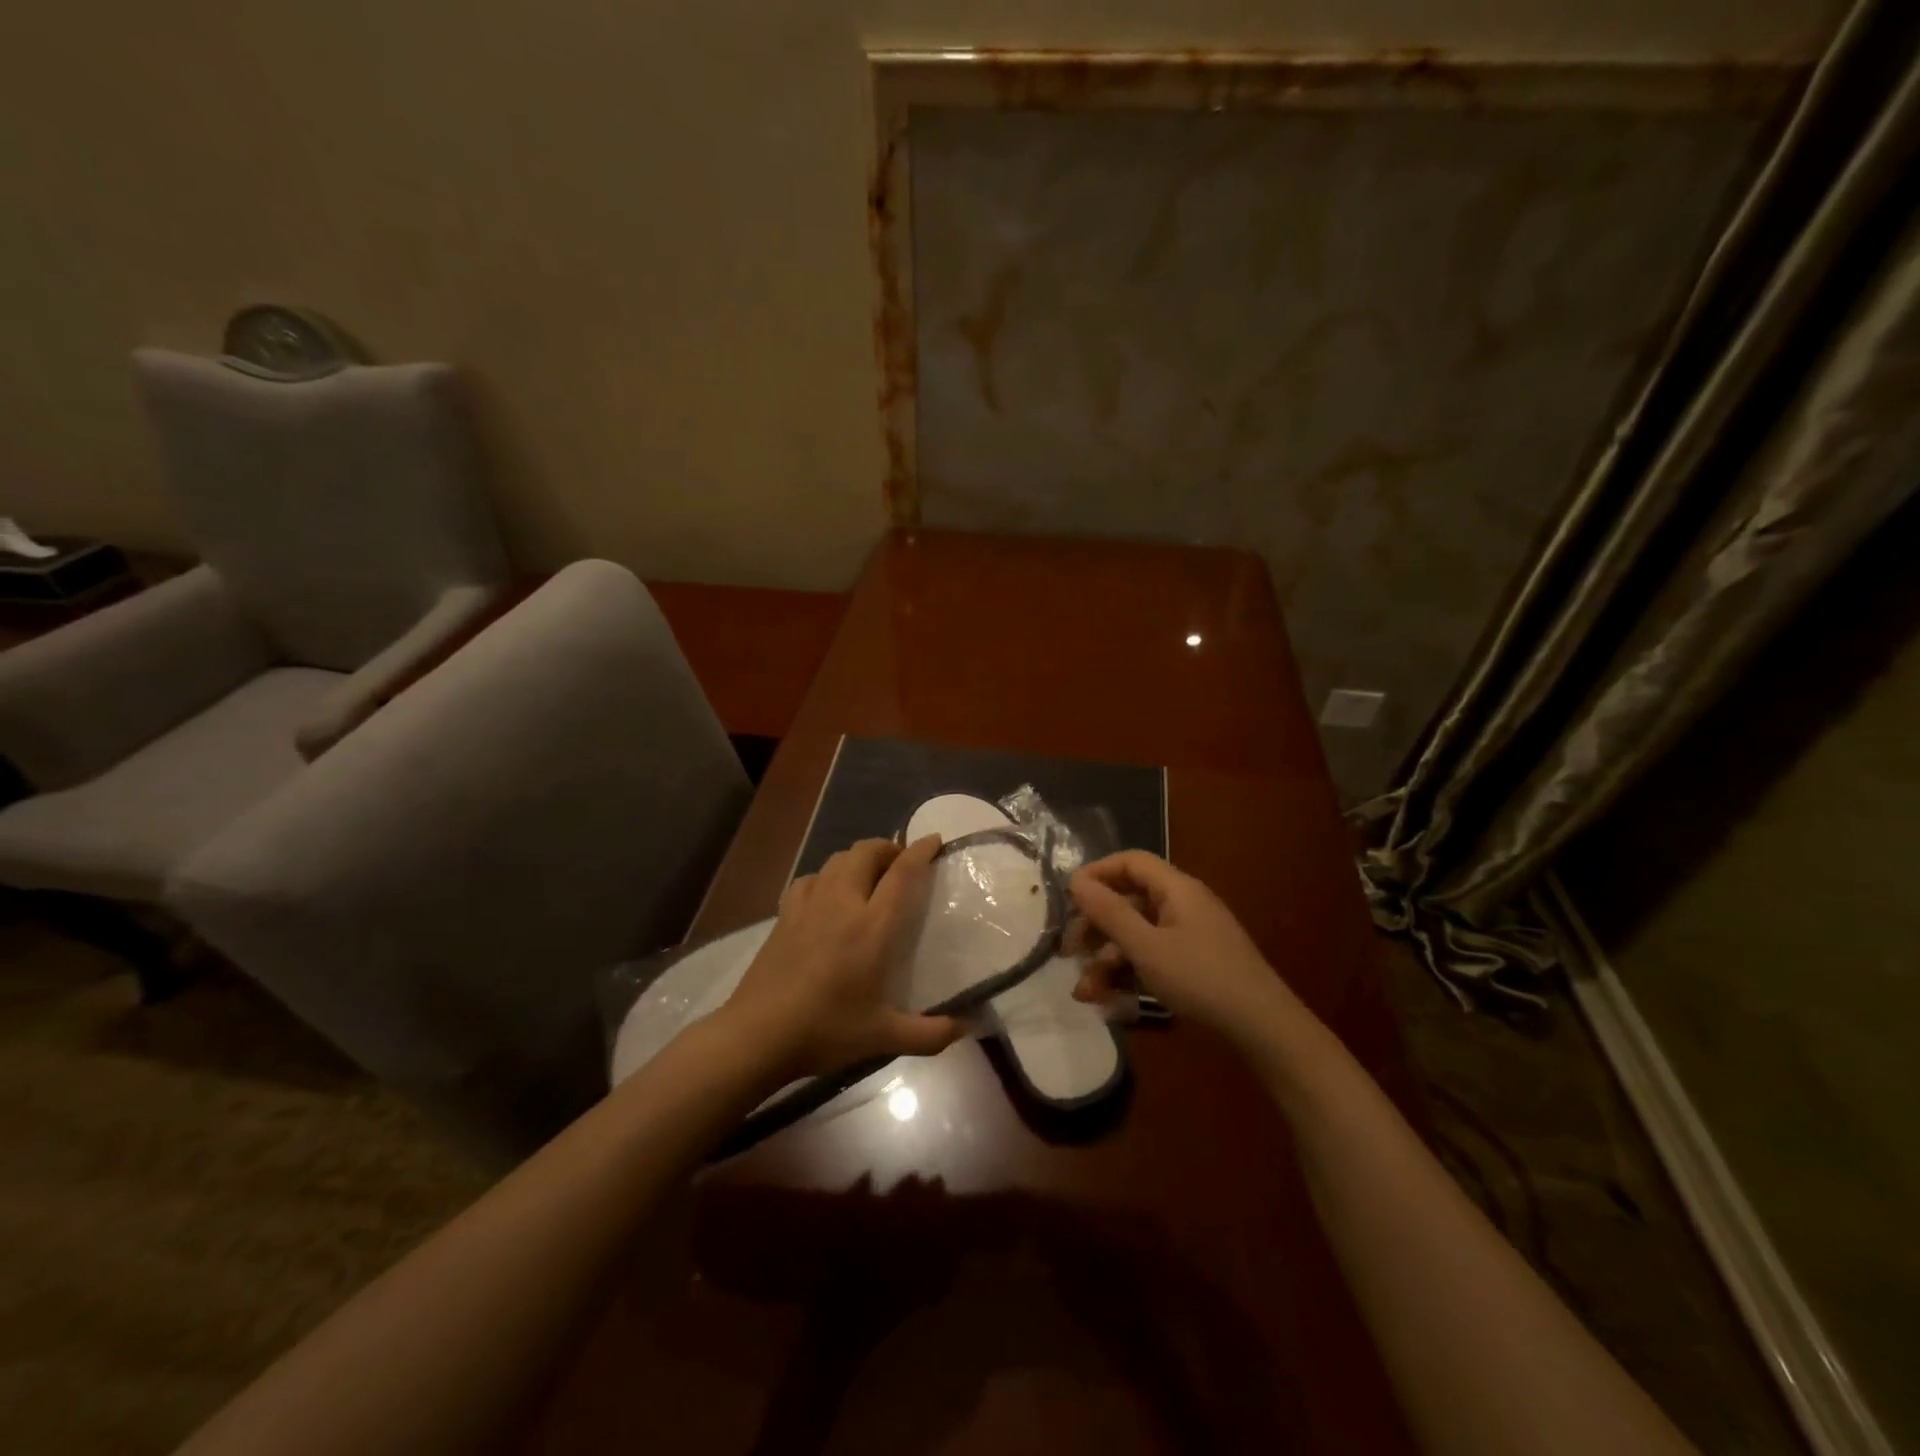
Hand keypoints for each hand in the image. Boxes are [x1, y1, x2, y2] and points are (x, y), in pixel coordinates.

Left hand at [723, 836, 960, 1080]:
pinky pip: (810, 879)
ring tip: (869, 874)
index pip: (901, 873)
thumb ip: (930, 1035)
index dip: (920, 851)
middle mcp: (842, 903)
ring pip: (836, 859)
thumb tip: (967, 1027)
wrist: (757, 1034)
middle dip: (888, 848)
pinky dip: (826, 876)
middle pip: (865, 852)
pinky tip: (827, 894)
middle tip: (902, 863)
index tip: (934, 839)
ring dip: (858, 858)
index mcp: (872, 926)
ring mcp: (808, 906)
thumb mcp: (884, 1037)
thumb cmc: (826, 1029)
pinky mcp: (783, 915)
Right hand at [1069, 851, 1299, 1043]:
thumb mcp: (1146, 947)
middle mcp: (1183, 904)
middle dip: (1095, 926)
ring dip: (1107, 960)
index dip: (1097, 873)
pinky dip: (1129, 973)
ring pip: (1137, 935)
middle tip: (1069, 951)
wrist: (1263, 1028)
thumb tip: (1075, 880)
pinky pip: (1152, 957)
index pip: (1130, 862)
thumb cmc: (1201, 978)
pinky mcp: (1194, 963)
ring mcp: (1190, 935)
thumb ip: (1109, 912)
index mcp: (1176, 889)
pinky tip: (1109, 1001)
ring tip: (1084, 992)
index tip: (1068, 897)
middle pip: (1129, 901)